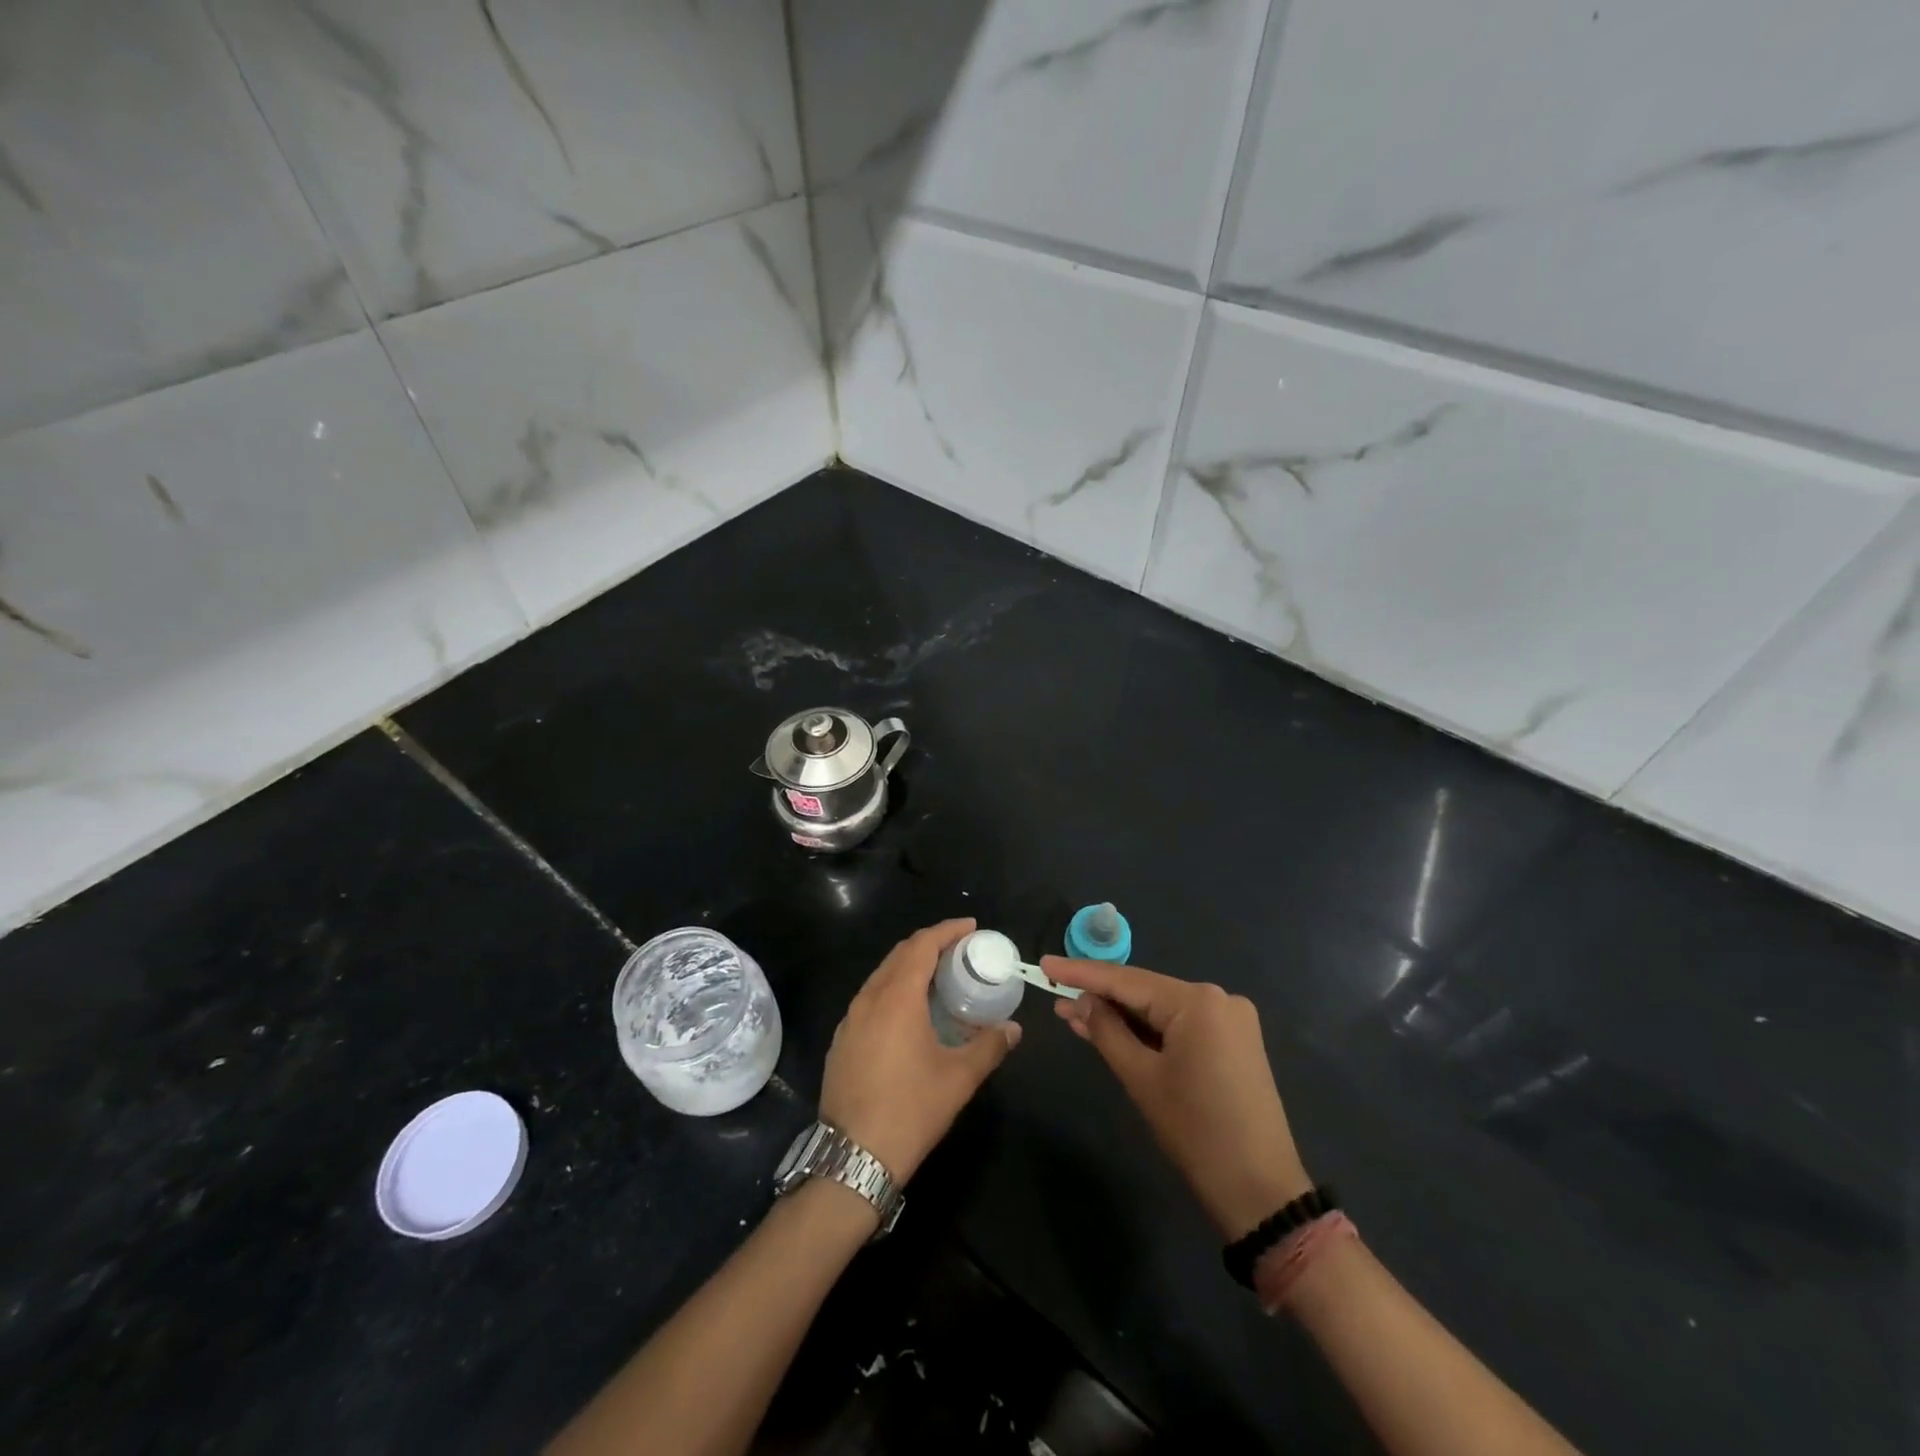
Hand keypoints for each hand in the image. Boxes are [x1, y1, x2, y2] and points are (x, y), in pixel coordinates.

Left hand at [820, 919, 1021, 1182]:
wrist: (853, 1156)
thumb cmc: (911, 1109)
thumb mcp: (959, 1078)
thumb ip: (990, 1046)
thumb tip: (1013, 1029)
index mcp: (897, 997)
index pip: (922, 945)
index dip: (947, 930)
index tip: (971, 927)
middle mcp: (869, 998)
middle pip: (899, 955)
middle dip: (929, 944)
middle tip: (959, 950)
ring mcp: (849, 1019)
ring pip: (881, 976)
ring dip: (909, 967)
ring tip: (937, 978)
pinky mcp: (841, 1040)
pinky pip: (869, 999)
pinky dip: (892, 990)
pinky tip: (908, 1013)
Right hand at [1043, 956, 1311, 1238]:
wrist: (1261, 1191)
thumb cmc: (1196, 1132)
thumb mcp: (1141, 1078)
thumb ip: (1106, 1031)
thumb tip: (1080, 1001)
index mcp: (1198, 1001)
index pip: (1126, 980)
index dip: (1081, 973)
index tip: (1045, 964)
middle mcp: (1219, 998)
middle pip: (1146, 992)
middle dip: (1101, 998)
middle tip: (1055, 997)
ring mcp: (1231, 1020)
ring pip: (1162, 1009)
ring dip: (1122, 1016)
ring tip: (1075, 1016)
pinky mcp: (1235, 1041)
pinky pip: (1181, 1025)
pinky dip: (1149, 1030)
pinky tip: (1115, 1032)